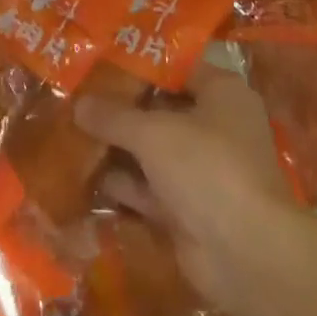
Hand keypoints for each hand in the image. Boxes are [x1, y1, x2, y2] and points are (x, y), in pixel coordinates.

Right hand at [75, 61, 297, 308]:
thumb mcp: (153, 132)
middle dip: (121, 108)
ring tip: (70, 131)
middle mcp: (216, 127)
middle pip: (161, 109)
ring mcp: (202, 170)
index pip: (176, 68)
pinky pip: (149, 187)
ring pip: (152, 150)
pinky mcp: (188, 208)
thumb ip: (114, 116)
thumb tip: (78, 103)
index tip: (100, 61)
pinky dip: (122, 183)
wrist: (246, 255)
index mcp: (222, 93)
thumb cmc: (206, 168)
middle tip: (77, 95)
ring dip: (117, 146)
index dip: (138, 65)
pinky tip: (83, 174)